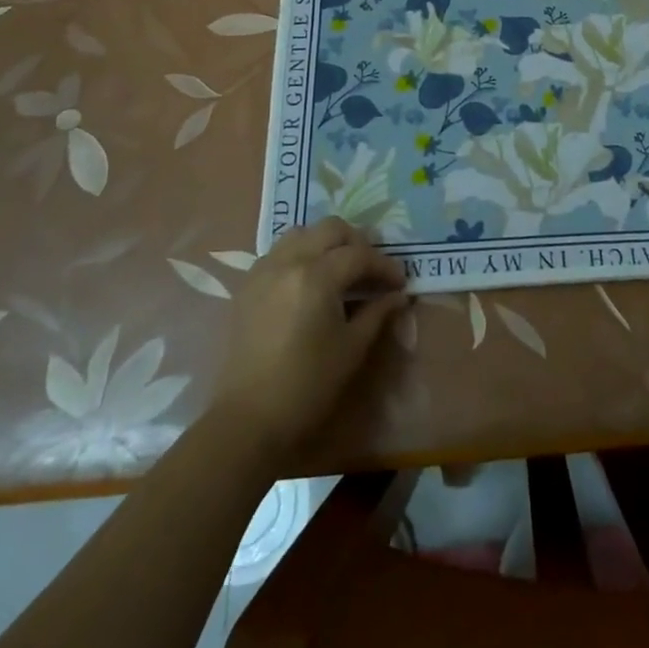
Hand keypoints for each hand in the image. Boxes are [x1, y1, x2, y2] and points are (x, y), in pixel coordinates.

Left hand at [207, 218, 406, 458]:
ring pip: (302, 233)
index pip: (359, 255)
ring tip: (341, 267)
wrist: (248, 419)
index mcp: (316, 276)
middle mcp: (289, 261)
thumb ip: (377, 313)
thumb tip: (398, 295)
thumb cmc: (307, 386)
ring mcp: (264, 269)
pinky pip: (279, 251)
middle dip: (357, 242)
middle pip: (331, 229)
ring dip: (326, 242)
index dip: (384, 266)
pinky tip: (310, 279)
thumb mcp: (352, 348)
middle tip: (372, 268)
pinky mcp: (248, 284)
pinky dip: (301, 253)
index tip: (400, 282)